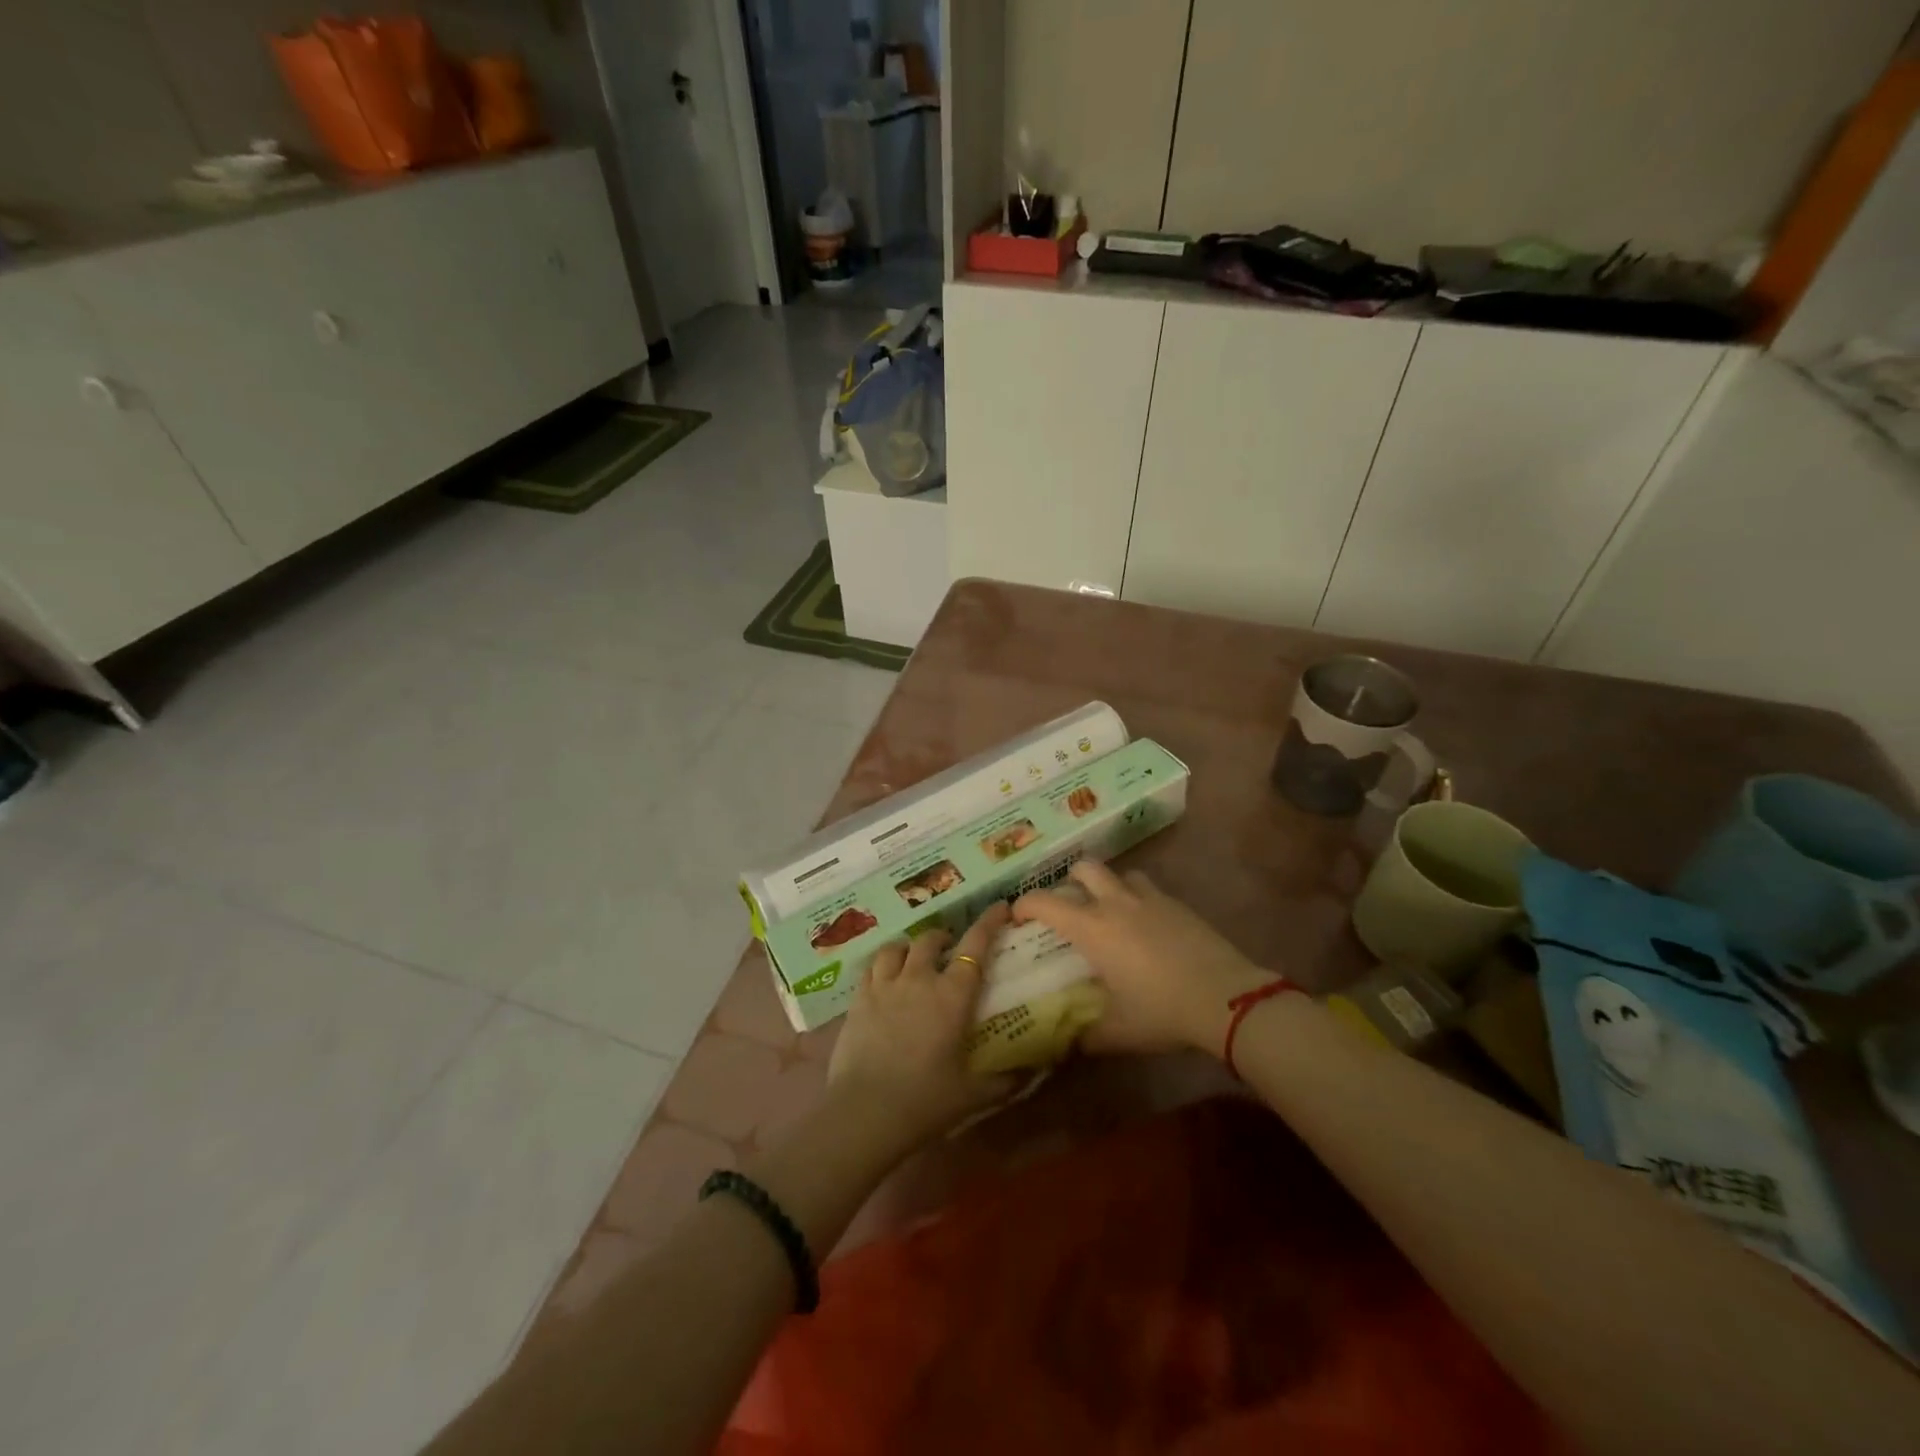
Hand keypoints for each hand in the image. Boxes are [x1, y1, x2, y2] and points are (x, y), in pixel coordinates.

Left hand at [826, 903, 1015, 1157]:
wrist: (865, 1113)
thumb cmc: (926, 1101)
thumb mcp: (974, 1094)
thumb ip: (1007, 1080)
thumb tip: (1035, 1071)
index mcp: (952, 995)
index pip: (976, 945)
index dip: (989, 922)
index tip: (1000, 906)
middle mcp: (918, 979)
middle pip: (930, 939)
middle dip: (943, 937)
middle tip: (949, 949)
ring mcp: (884, 986)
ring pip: (896, 947)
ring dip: (908, 947)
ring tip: (912, 958)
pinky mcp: (857, 1000)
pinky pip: (870, 968)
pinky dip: (882, 965)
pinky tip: (884, 979)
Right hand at [1013, 862, 1276, 1055]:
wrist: (1226, 998)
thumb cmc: (1162, 1012)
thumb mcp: (1118, 1032)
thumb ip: (1087, 1036)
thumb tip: (1068, 1044)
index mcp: (1092, 928)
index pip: (1046, 902)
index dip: (1025, 904)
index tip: (1018, 916)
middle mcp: (1116, 904)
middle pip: (1084, 869)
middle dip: (1070, 881)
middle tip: (1069, 905)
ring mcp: (1150, 899)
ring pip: (1120, 874)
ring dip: (1108, 887)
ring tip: (1110, 911)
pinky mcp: (1178, 905)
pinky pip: (1149, 890)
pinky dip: (1138, 900)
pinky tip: (1146, 926)